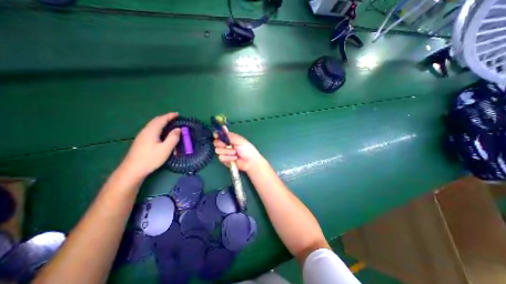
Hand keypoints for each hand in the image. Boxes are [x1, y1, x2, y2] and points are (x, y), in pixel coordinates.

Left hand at [120, 113, 180, 179]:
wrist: (132, 169)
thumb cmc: (151, 158)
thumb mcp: (166, 149)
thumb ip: (173, 138)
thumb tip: (178, 129)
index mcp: (152, 131)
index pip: (162, 120)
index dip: (170, 116)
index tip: (178, 114)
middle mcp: (146, 131)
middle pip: (156, 120)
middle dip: (166, 117)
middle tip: (175, 117)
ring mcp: (142, 136)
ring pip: (153, 124)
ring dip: (162, 122)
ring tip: (170, 123)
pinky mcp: (141, 140)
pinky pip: (151, 129)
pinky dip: (158, 126)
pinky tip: (161, 132)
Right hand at [212, 132, 262, 170]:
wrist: (250, 161)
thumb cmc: (247, 149)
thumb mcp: (239, 140)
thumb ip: (229, 135)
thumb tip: (222, 127)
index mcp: (229, 139)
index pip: (219, 135)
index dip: (217, 135)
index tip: (217, 136)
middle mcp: (225, 145)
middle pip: (216, 143)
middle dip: (221, 144)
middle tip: (227, 145)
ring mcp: (224, 153)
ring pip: (218, 150)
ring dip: (227, 152)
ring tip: (235, 153)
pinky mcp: (224, 160)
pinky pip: (221, 158)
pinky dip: (228, 158)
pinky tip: (235, 158)